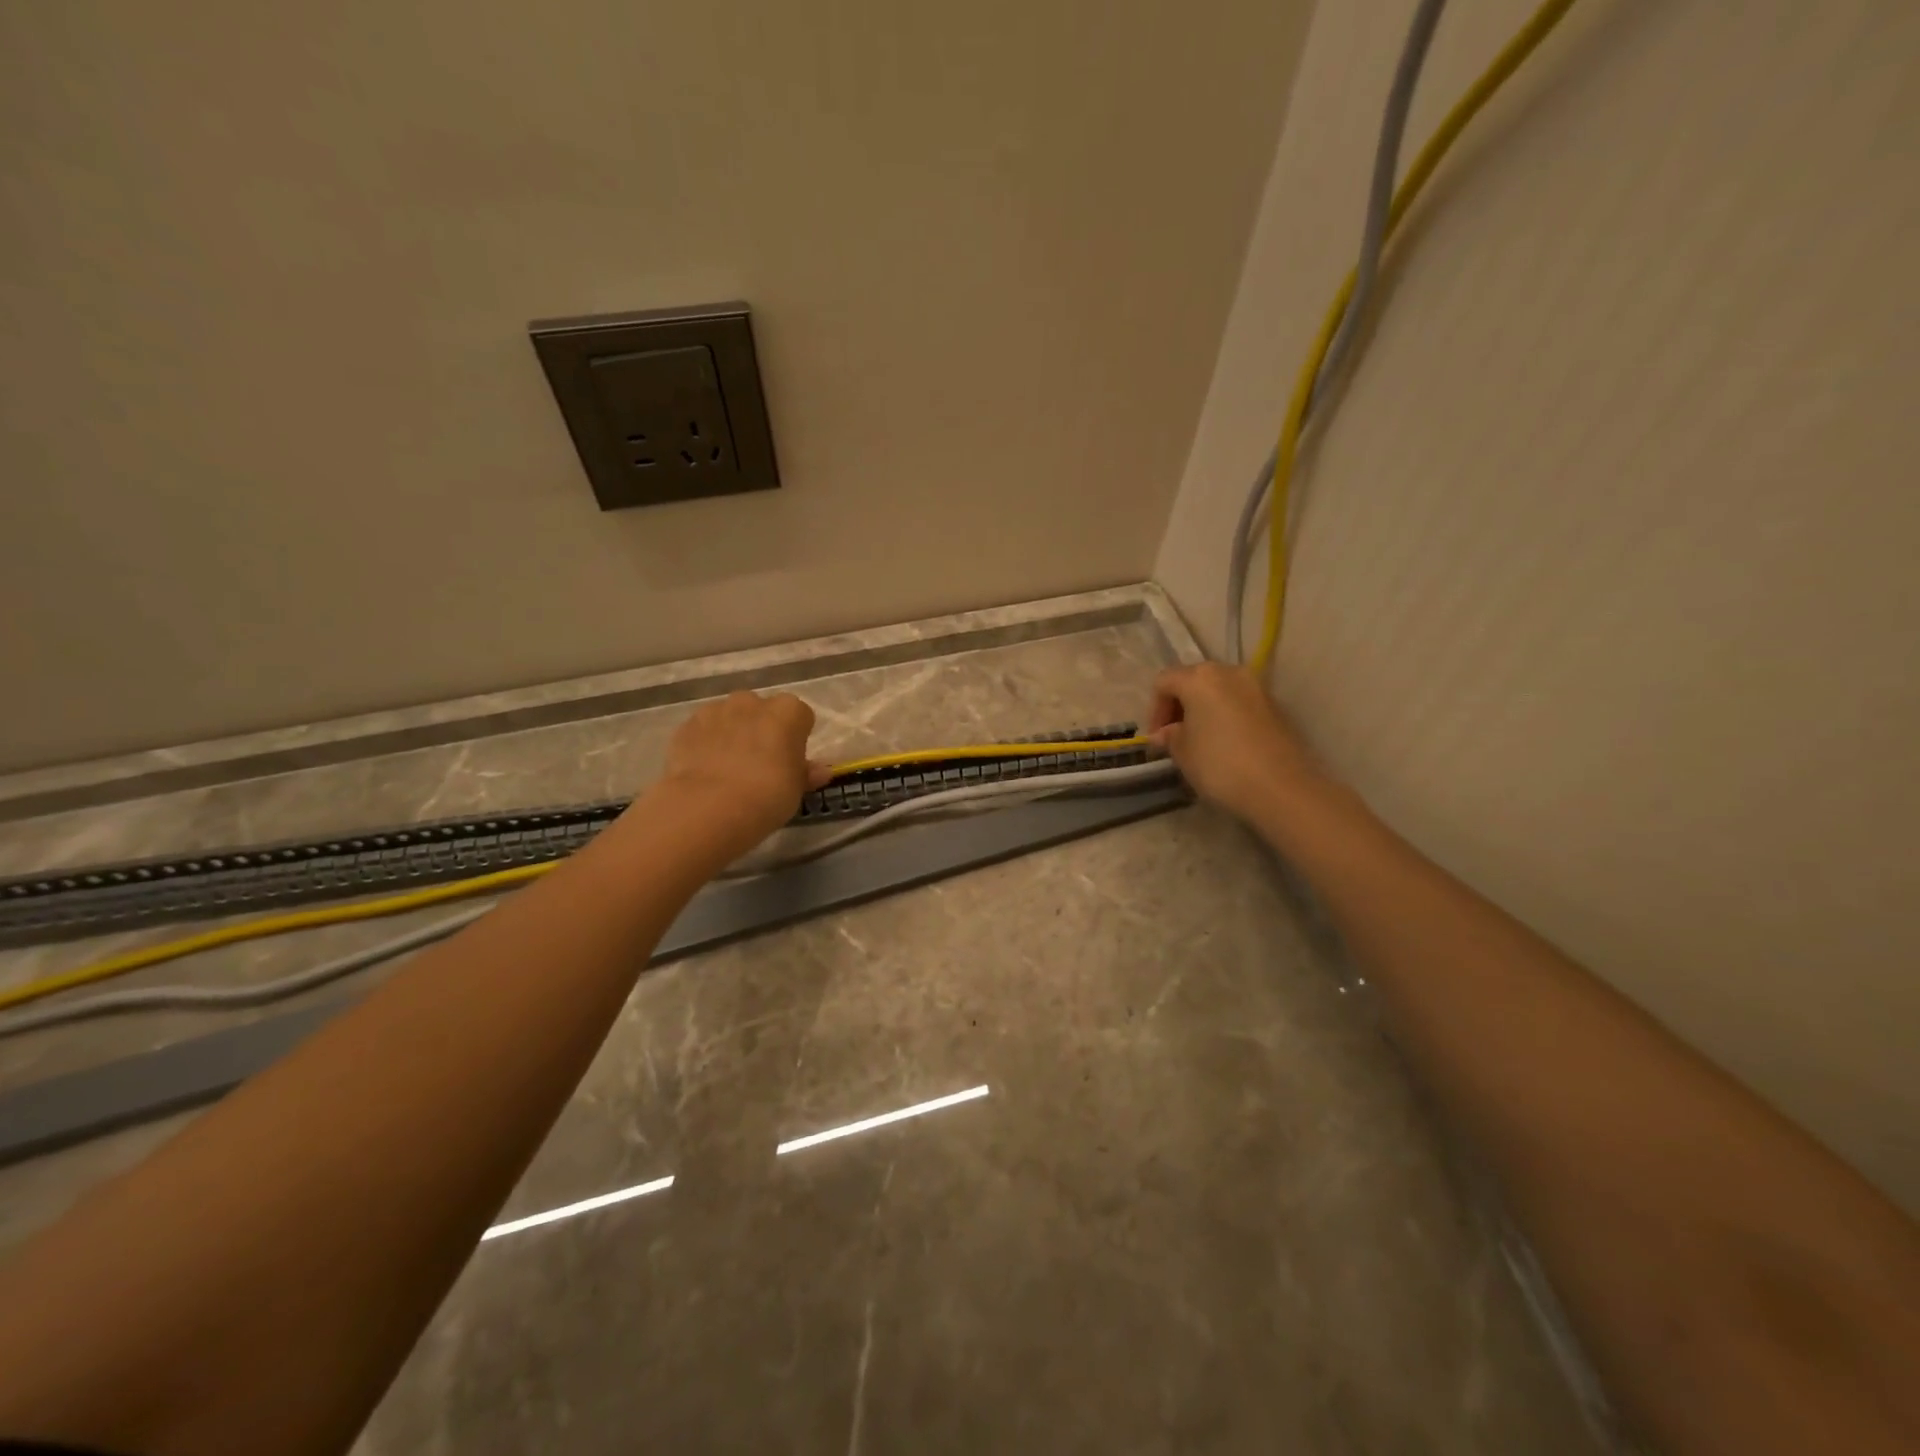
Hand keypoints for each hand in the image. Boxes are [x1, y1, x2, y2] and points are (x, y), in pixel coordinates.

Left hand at [654, 691, 825, 857]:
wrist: (708, 807)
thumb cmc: (767, 796)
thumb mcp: (796, 790)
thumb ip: (806, 774)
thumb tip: (820, 770)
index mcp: (788, 711)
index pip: (800, 716)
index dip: (797, 738)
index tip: (792, 761)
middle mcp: (752, 702)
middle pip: (763, 711)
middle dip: (763, 730)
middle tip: (761, 765)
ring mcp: (716, 711)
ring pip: (730, 717)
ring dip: (733, 734)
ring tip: (729, 770)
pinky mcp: (687, 726)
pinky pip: (704, 731)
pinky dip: (706, 744)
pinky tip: (705, 772)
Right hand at [1148, 663, 1323, 819]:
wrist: (1282, 788)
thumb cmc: (1220, 765)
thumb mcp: (1183, 753)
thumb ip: (1170, 737)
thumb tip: (1165, 733)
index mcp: (1200, 678)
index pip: (1164, 682)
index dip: (1154, 710)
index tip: (1157, 738)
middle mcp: (1229, 672)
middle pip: (1194, 680)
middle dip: (1180, 706)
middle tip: (1175, 736)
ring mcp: (1257, 687)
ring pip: (1219, 691)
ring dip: (1204, 711)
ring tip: (1200, 741)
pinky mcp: (1276, 706)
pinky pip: (1240, 704)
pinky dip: (1227, 717)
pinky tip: (1226, 744)